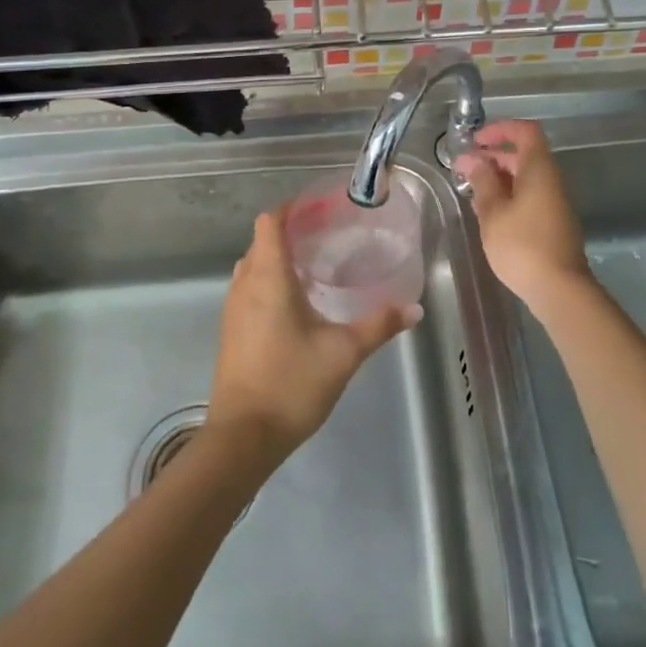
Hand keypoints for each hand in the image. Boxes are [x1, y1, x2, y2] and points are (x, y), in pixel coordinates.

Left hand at [208, 208, 419, 462]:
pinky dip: (269, 282)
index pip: (269, 222)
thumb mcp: (344, 353)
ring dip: (278, 259)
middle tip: (328, 235)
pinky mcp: (231, 331)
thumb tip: (414, 308)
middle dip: (290, 233)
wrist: (243, 437)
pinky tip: (297, 303)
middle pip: (261, 242)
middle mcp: (245, 285)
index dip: (291, 208)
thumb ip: (379, 325)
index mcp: (268, 278)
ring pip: (253, 267)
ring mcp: (233, 309)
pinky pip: (248, 289)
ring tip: (315, 265)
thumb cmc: (291, 384)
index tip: (320, 209)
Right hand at [452, 120, 591, 307]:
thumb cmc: (522, 245)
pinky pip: (529, 196)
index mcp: (539, 169)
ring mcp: (554, 202)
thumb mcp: (493, 212)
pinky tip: (489, 213)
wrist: (559, 289)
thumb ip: (482, 182)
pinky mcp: (553, 222)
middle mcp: (551, 180)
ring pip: (525, 178)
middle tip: (464, 169)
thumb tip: (473, 160)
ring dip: (499, 178)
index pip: (526, 131)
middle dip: (493, 156)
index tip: (476, 141)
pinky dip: (509, 196)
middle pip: (524, 155)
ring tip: (472, 191)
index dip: (501, 129)